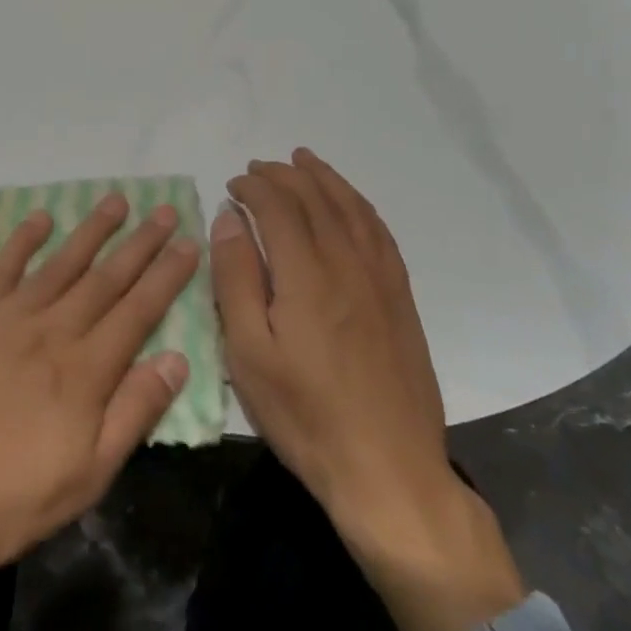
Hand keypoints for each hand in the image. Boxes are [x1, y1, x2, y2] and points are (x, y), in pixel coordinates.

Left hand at [0, 195, 197, 605]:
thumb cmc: (6, 500)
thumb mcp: (86, 477)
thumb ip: (133, 413)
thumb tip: (177, 358)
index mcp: (84, 371)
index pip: (137, 311)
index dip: (166, 277)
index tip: (189, 244)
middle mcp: (50, 330)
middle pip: (105, 278)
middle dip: (139, 243)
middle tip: (164, 210)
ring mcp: (5, 317)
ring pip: (59, 263)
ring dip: (91, 230)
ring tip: (116, 201)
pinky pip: (1, 267)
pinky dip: (22, 240)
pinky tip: (41, 218)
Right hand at [212, 149, 524, 630]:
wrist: (388, 469)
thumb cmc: (304, 415)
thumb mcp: (248, 353)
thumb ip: (236, 278)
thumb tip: (230, 218)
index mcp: (306, 275)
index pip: (279, 207)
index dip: (254, 187)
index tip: (233, 184)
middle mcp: (347, 264)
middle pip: (316, 199)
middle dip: (285, 175)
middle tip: (259, 167)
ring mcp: (381, 280)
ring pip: (352, 209)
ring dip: (325, 179)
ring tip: (304, 161)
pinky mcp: (400, 299)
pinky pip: (381, 233)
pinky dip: (360, 206)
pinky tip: (351, 204)